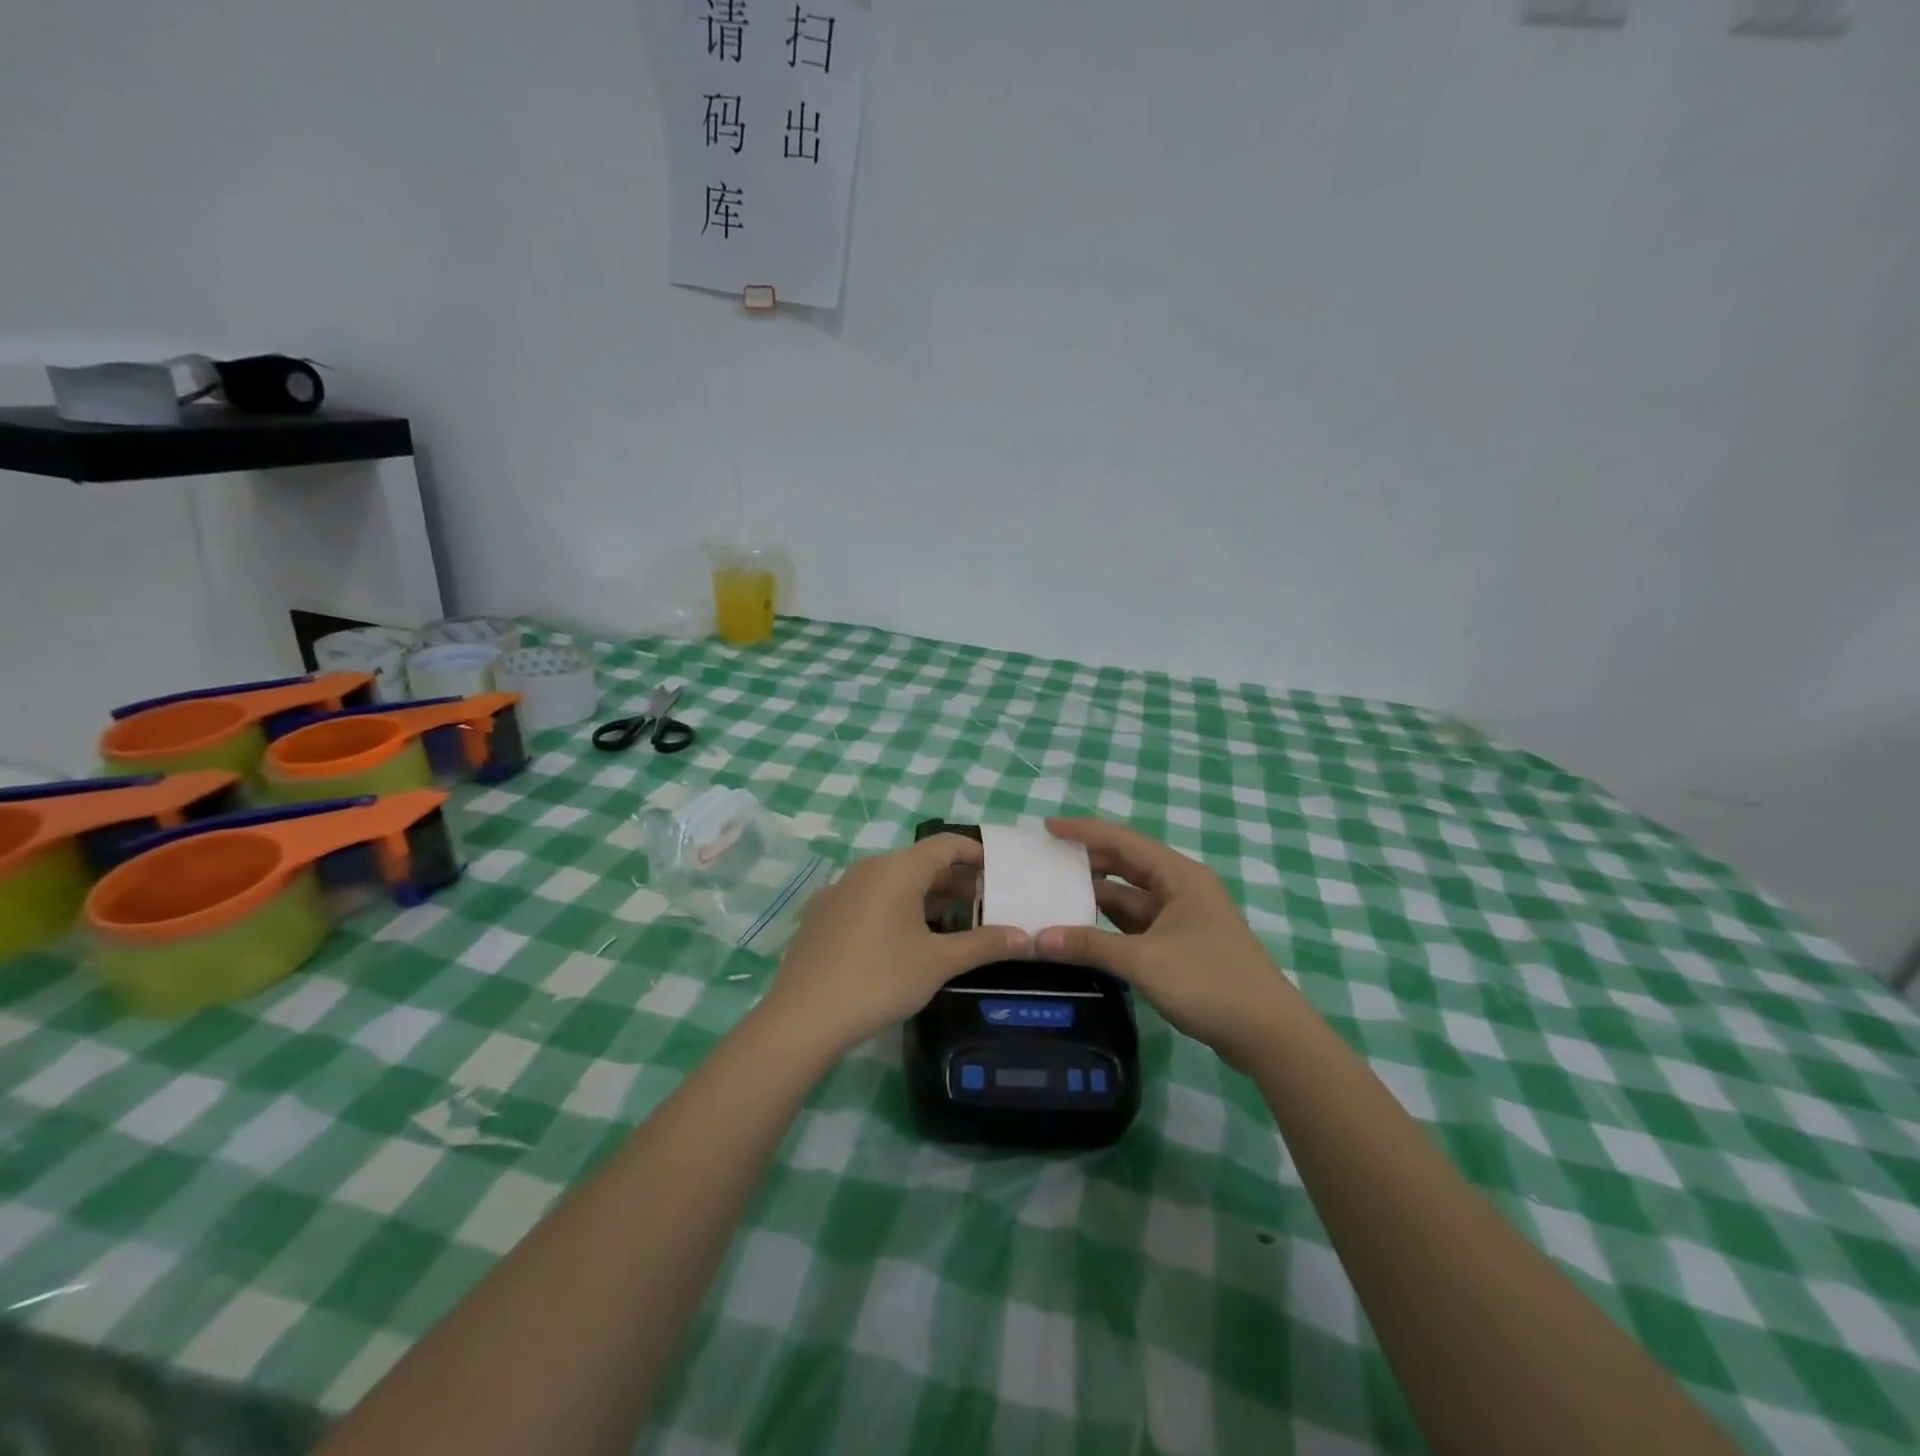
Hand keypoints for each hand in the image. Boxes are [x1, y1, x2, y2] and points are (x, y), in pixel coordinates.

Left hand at [765, 833, 1028, 1053]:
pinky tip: (901, 940)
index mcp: (897, 869)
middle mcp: (867, 869)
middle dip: (952, 880)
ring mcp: (839, 890)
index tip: (997, 870)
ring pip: (891, 882)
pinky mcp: (821, 914)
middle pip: (918, 862)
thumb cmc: (880, 979)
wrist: (803, 1016)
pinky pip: (868, 898)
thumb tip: (1026, 938)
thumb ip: (983, 944)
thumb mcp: (938, 963)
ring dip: (923, 896)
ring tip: (949, 924)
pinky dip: (893, 908)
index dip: (974, 853)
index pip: (945, 844)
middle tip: (981, 904)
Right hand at [1035, 818, 1297, 1068]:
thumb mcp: (1145, 961)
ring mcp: (1182, 918)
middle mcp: (1180, 889)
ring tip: (1053, 895)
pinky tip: (1081, 932)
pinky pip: (1136, 925)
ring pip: (1129, 898)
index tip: (1047, 828)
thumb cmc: (1210, 982)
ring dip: (1095, 897)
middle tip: (1044, 863)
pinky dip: (1108, 926)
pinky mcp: (1180, 946)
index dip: (1084, 831)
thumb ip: (1090, 946)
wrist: (1269, 1035)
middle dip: (1086, 863)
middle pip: (1126, 865)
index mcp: (1179, 876)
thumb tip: (1037, 939)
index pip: (1123, 841)